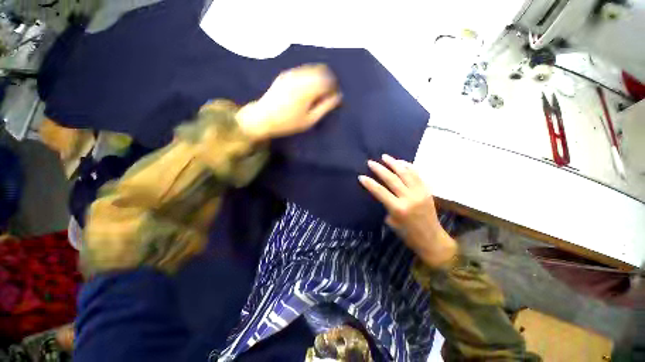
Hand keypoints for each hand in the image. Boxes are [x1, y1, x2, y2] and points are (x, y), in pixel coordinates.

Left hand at [237, 64, 341, 140]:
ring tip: (317, 93)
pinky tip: (306, 90)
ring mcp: (291, 74)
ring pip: (312, 69)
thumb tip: (338, 96)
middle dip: (328, 80)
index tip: (333, 96)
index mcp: (307, 88)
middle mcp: (300, 77)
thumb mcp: (310, 119)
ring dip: (318, 78)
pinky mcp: (285, 75)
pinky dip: (309, 77)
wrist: (263, 118)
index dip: (334, 87)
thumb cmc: (288, 123)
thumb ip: (325, 107)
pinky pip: (302, 71)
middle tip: (327, 94)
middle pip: (321, 70)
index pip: (328, 80)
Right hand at [359, 154, 456, 267]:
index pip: (380, 192)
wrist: (432, 239)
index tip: (361, 176)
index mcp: (398, 209)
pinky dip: (408, 166)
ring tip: (385, 156)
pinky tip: (401, 162)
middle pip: (392, 179)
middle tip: (370, 162)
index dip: (369, 183)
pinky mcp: (427, 190)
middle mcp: (409, 198)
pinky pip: (417, 174)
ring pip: (405, 173)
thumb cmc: (408, 234)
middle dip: (379, 169)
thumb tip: (383, 192)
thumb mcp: (392, 221)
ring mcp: (420, 192)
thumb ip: (387, 205)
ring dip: (394, 163)